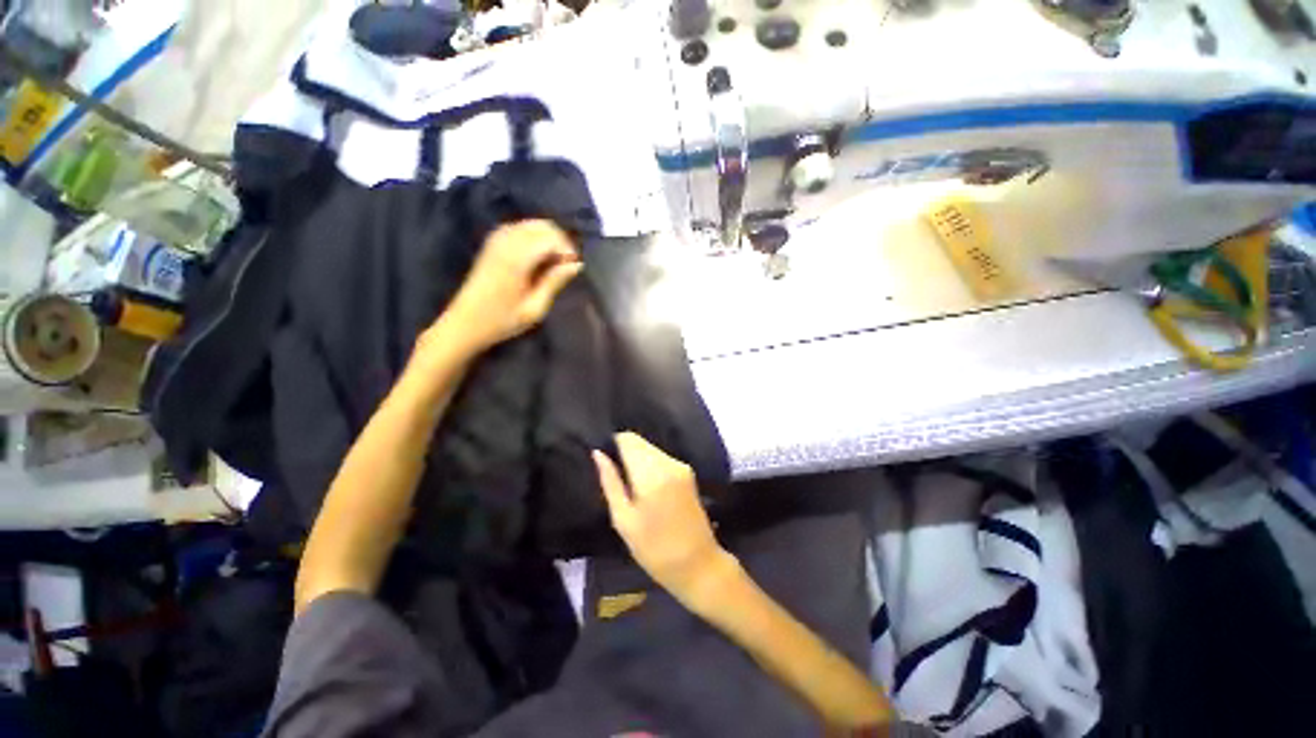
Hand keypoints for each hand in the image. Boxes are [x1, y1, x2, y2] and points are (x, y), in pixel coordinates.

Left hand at [439, 219, 582, 352]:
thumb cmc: (502, 321)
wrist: (464, 324)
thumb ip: (555, 282)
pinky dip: (532, 236)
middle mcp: (505, 243)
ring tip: (553, 261)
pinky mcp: (491, 244)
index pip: (550, 238)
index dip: (567, 249)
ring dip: (547, 238)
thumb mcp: (535, 309)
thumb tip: (576, 264)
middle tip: (566, 264)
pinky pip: (517, 228)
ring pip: (530, 224)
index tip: (574, 268)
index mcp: (516, 259)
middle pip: (541, 225)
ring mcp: (496, 241)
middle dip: (559, 241)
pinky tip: (536, 255)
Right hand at [594, 433, 735, 606]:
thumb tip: (598, 453)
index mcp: (651, 473)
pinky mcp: (688, 472)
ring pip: (650, 449)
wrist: (698, 564)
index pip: (627, 439)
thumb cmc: (654, 548)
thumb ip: (610, 482)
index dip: (612, 444)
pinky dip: (650, 465)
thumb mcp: (624, 519)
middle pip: (640, 442)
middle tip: (614, 477)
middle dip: (624, 452)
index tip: (604, 460)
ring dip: (637, 459)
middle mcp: (668, 462)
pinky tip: (646, 488)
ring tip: (628, 485)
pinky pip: (662, 458)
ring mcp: (681, 466)